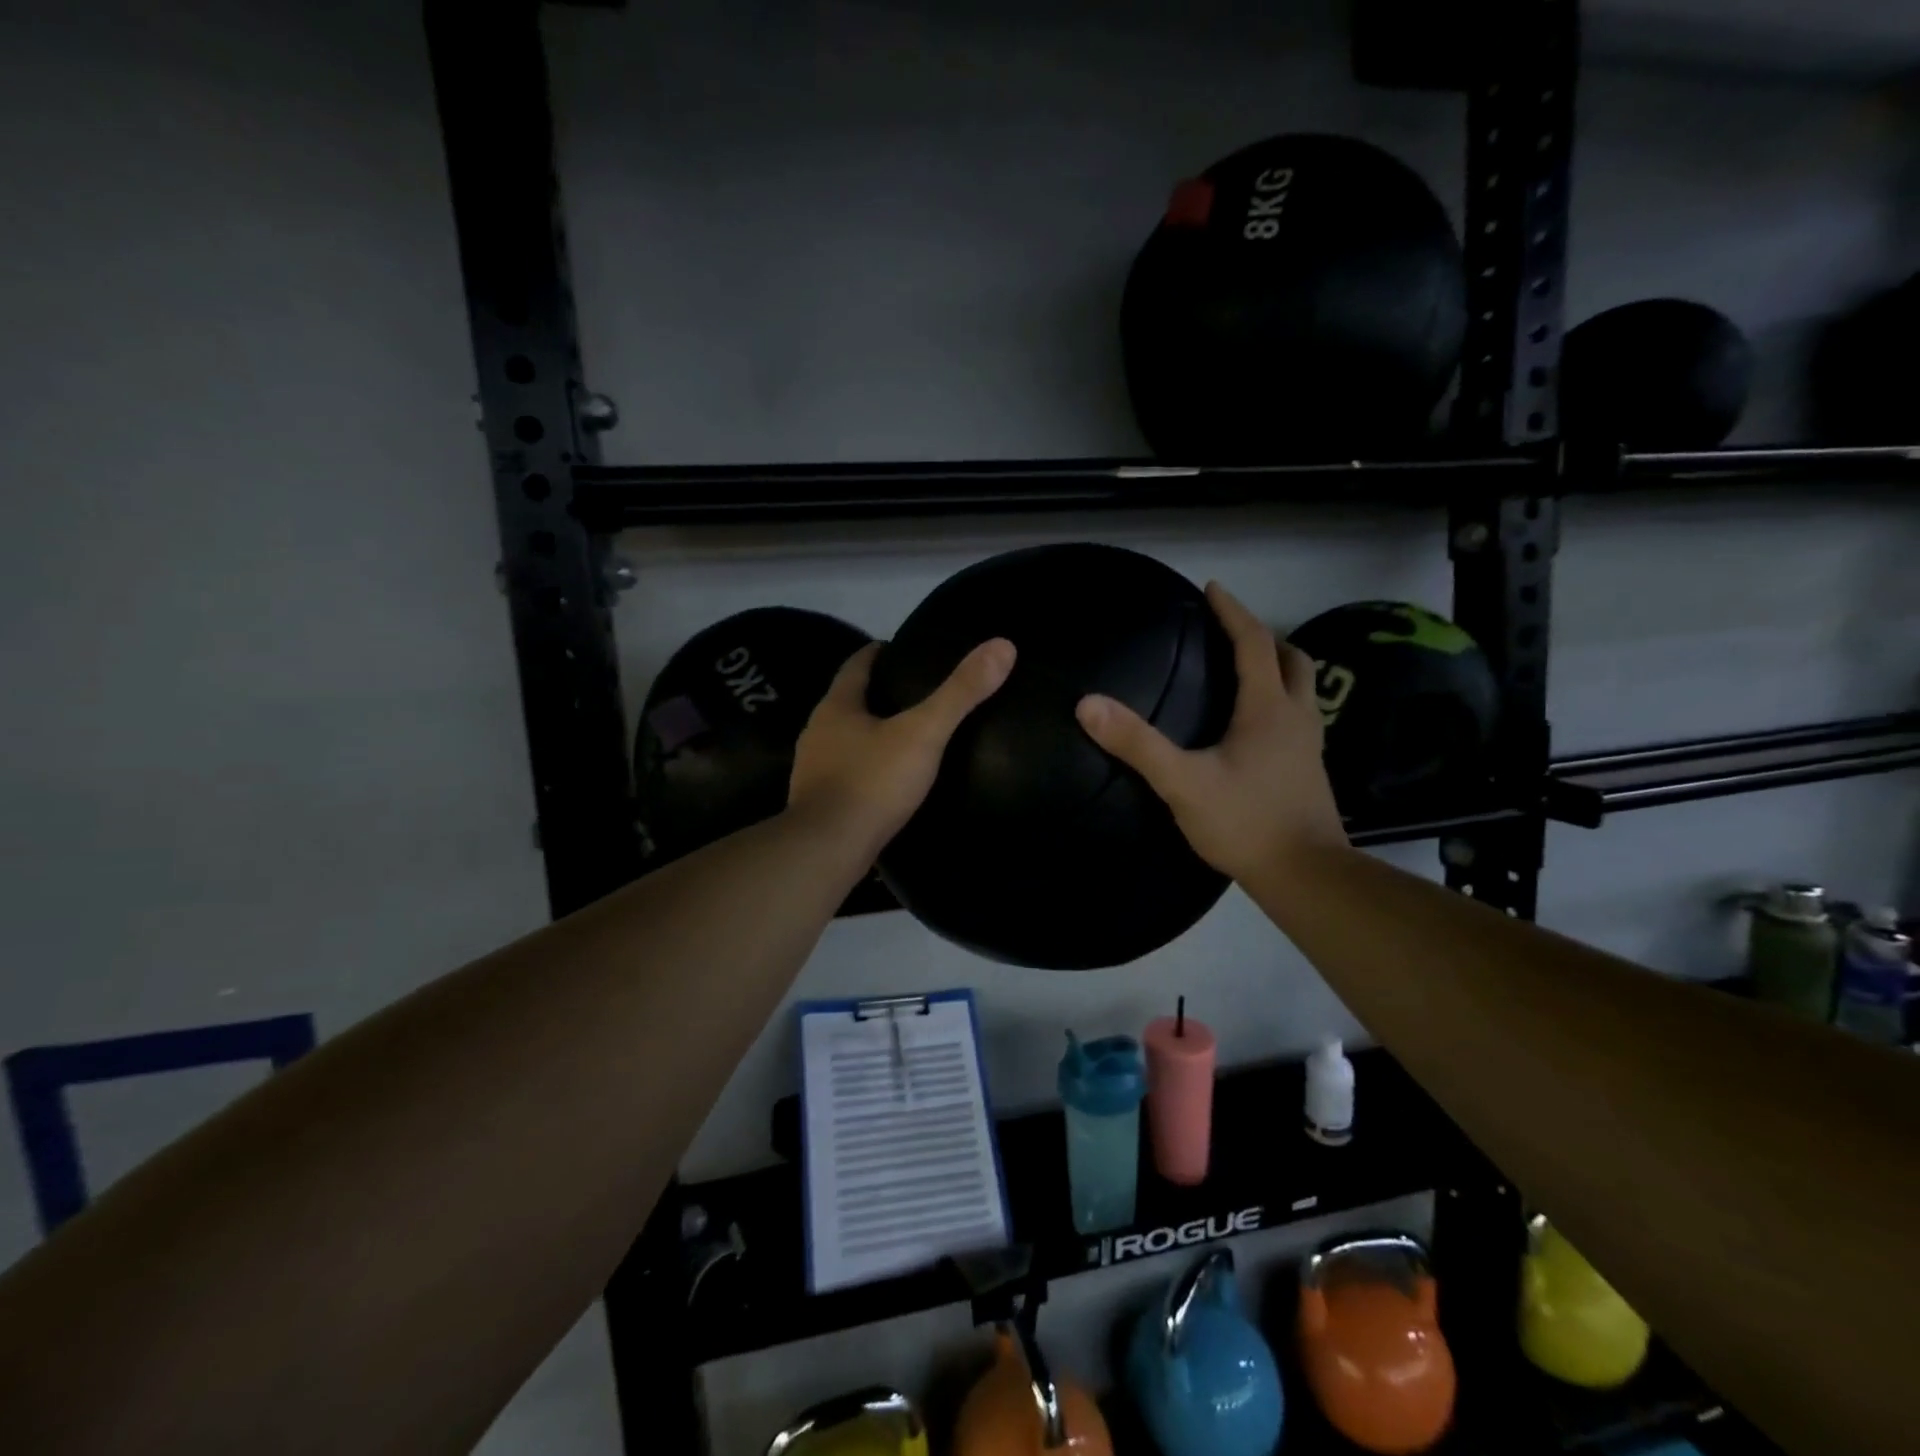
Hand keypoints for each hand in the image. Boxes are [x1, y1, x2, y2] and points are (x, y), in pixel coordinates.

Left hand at [790, 637, 1015, 850]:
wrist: (827, 850)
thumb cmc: (872, 783)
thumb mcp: (923, 733)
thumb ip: (960, 693)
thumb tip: (1002, 646)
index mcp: (836, 707)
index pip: (856, 666)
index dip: (877, 653)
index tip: (900, 649)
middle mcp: (817, 732)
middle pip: (847, 702)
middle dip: (876, 694)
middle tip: (913, 692)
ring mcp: (813, 770)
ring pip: (844, 740)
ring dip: (868, 733)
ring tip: (905, 735)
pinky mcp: (818, 803)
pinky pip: (845, 773)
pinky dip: (865, 768)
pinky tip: (887, 779)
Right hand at [1075, 582, 1345, 881]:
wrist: (1305, 874)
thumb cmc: (1245, 822)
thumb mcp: (1182, 782)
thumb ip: (1137, 744)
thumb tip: (1089, 704)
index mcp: (1268, 708)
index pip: (1254, 643)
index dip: (1233, 612)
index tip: (1212, 588)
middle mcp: (1296, 717)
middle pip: (1291, 659)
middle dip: (1263, 636)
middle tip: (1232, 632)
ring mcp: (1309, 744)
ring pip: (1301, 688)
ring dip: (1277, 668)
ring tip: (1245, 671)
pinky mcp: (1309, 769)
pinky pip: (1298, 716)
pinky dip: (1279, 701)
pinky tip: (1255, 726)